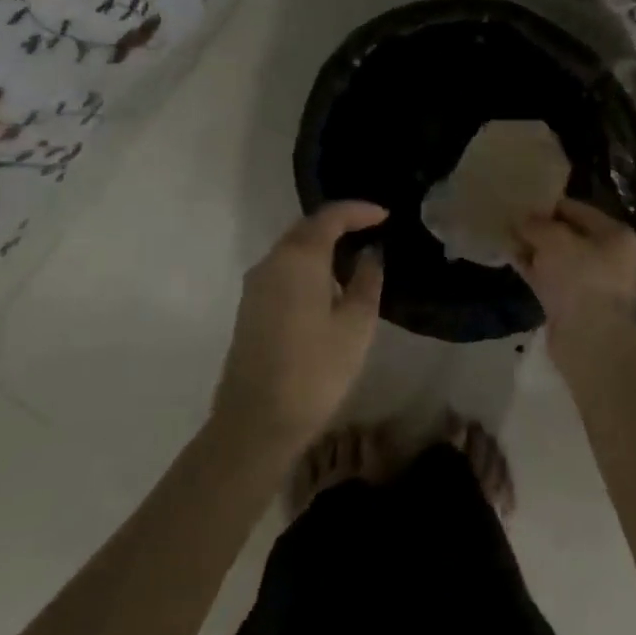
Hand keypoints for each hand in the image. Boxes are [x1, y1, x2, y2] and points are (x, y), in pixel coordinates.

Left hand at [213, 202, 387, 449]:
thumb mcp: (356, 325)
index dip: (359, 211)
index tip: (385, 216)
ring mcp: (255, 285)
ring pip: (292, 249)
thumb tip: (370, 255)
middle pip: (307, 227)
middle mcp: (272, 262)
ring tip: (354, 257)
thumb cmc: (314, 370)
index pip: (330, 216)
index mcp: (299, 258)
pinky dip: (308, 265)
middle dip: (340, 223)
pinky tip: (328, 285)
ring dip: (322, 245)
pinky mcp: (250, 308)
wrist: (255, 423)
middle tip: (371, 231)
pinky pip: (283, 269)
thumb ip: (367, 281)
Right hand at [515, 198, 635, 345]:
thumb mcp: (553, 239)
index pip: (578, 210)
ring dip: (534, 249)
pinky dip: (533, 269)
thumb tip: (521, 219)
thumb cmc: (579, 278)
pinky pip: (551, 278)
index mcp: (616, 235)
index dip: (549, 205)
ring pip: (557, 258)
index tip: (522, 203)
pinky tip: (511, 259)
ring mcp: (592, 283)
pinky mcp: (574, 305)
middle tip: (511, 220)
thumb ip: (536, 224)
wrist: (588, 339)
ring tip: (506, 237)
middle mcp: (610, 257)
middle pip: (568, 234)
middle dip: (540, 229)